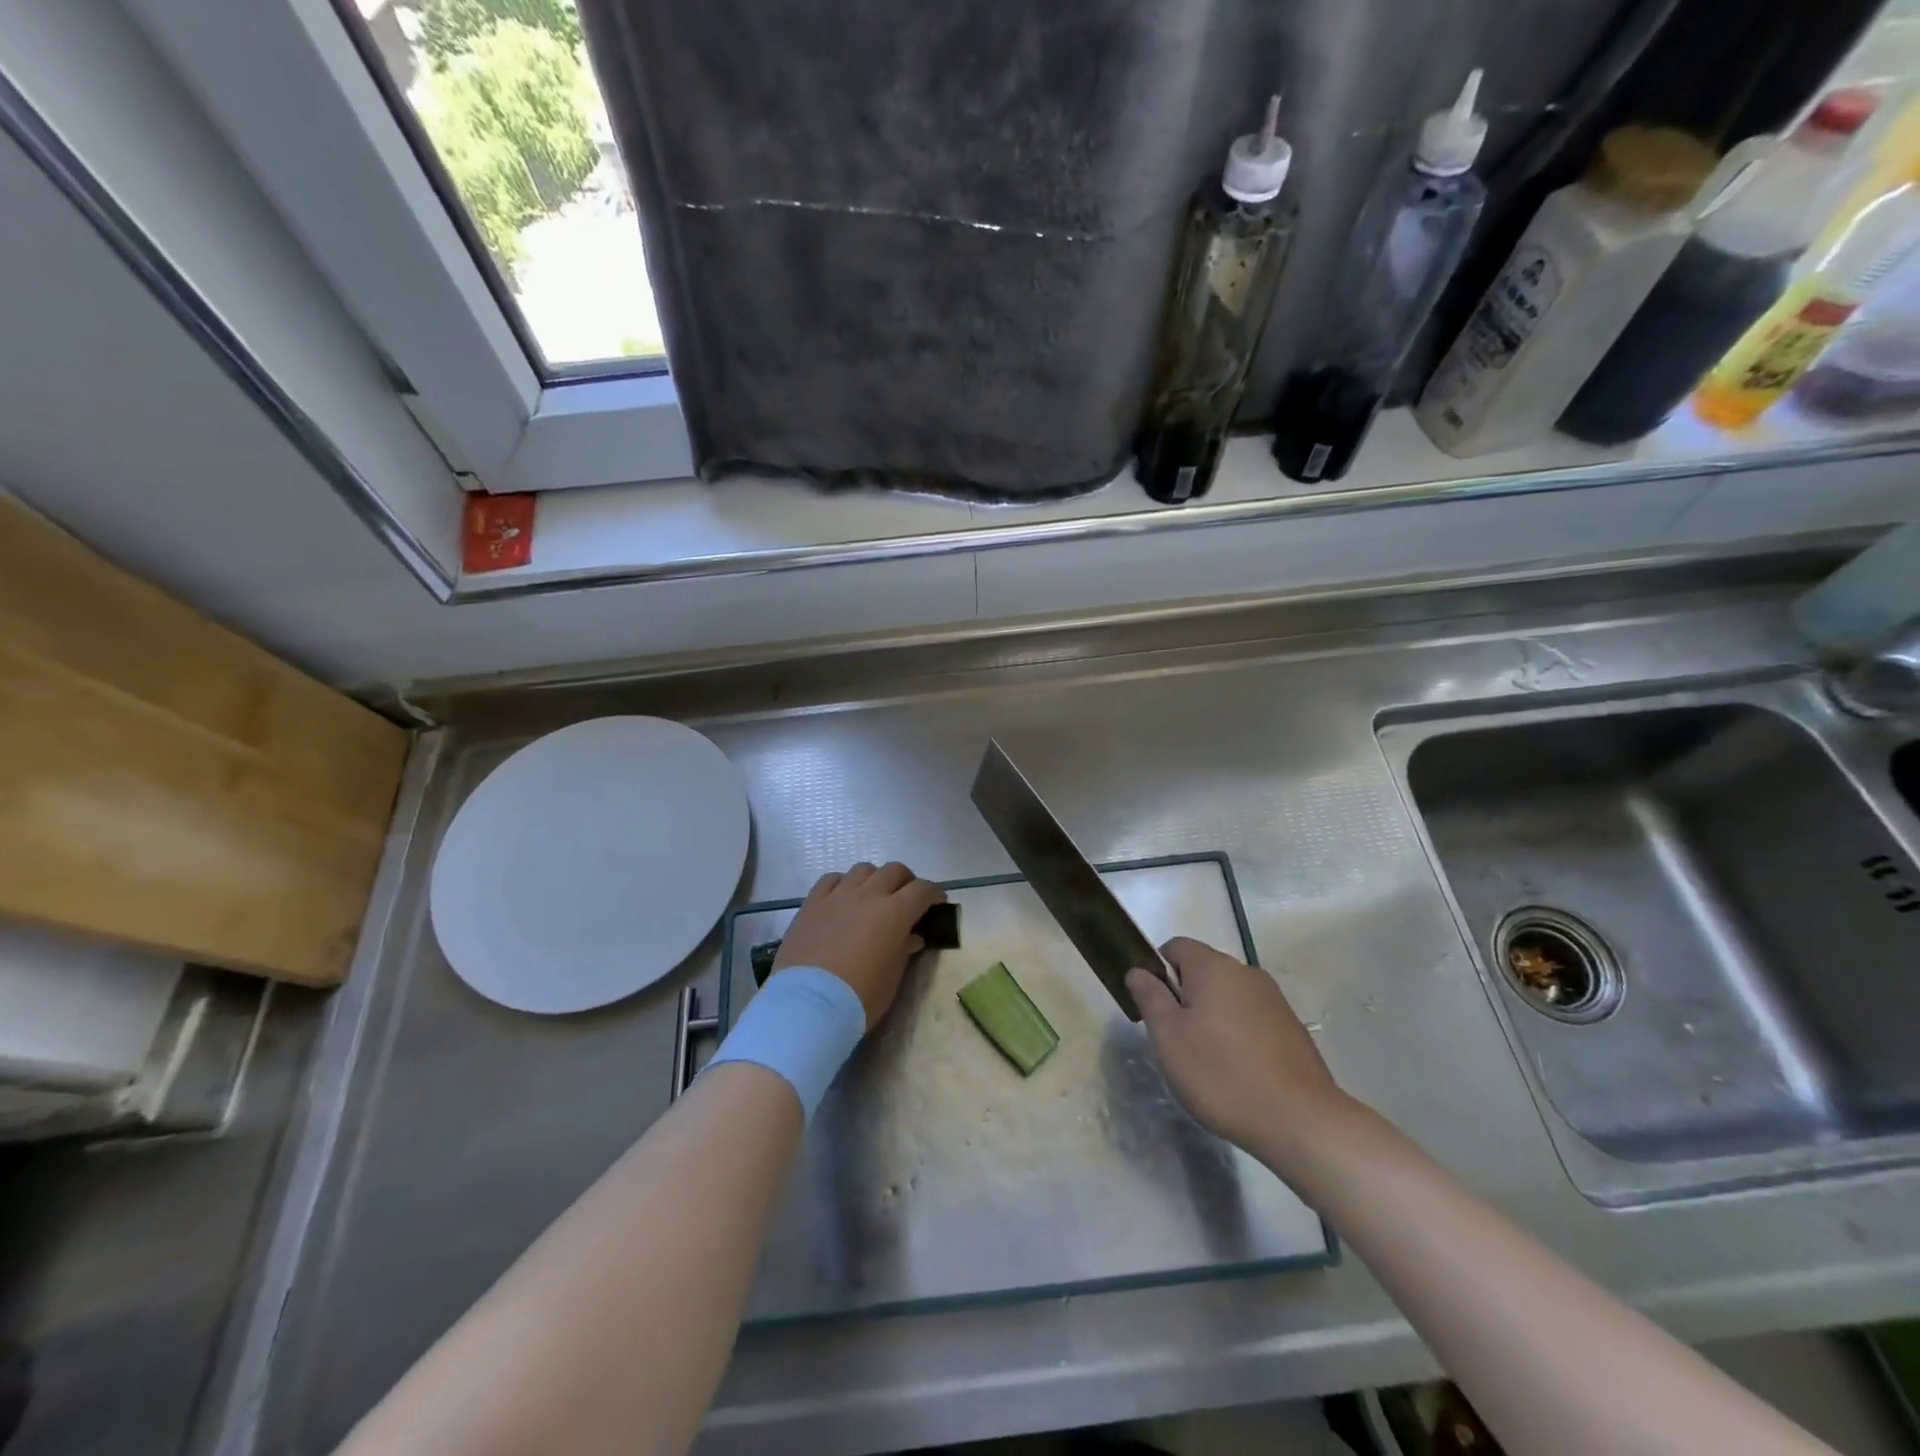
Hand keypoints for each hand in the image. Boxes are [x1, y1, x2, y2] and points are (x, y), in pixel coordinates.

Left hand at [773, 862, 944, 1028]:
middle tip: (907, 899)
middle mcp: (868, 895)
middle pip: (894, 870)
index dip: (934, 894)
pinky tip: (843, 898)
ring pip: (863, 869)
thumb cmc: (860, 997)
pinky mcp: (812, 903)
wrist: (808, 1005)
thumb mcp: (892, 977)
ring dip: (875, 879)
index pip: (923, 890)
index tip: (938, 903)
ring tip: (873, 897)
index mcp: (895, 913)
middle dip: (906, 881)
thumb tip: (912, 936)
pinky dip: (843, 884)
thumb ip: (904, 950)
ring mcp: (837, 895)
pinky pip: (831, 879)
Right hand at [1126, 937, 1349, 1159]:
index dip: (1158, 971)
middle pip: (1203, 971)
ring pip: (1228, 997)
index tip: (1154, 1008)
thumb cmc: (1221, 1073)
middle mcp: (1246, 973)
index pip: (1176, 947)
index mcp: (1214, 967)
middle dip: (1185, 998)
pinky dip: (1239, 1036)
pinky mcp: (1292, 1029)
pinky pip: (1252, 1019)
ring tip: (1207, 1062)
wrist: (1300, 1120)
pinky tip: (1238, 1073)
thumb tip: (1138, 970)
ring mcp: (1274, 1000)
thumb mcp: (1168, 1036)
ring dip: (1212, 1018)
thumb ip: (1149, 996)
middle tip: (1175, 1041)